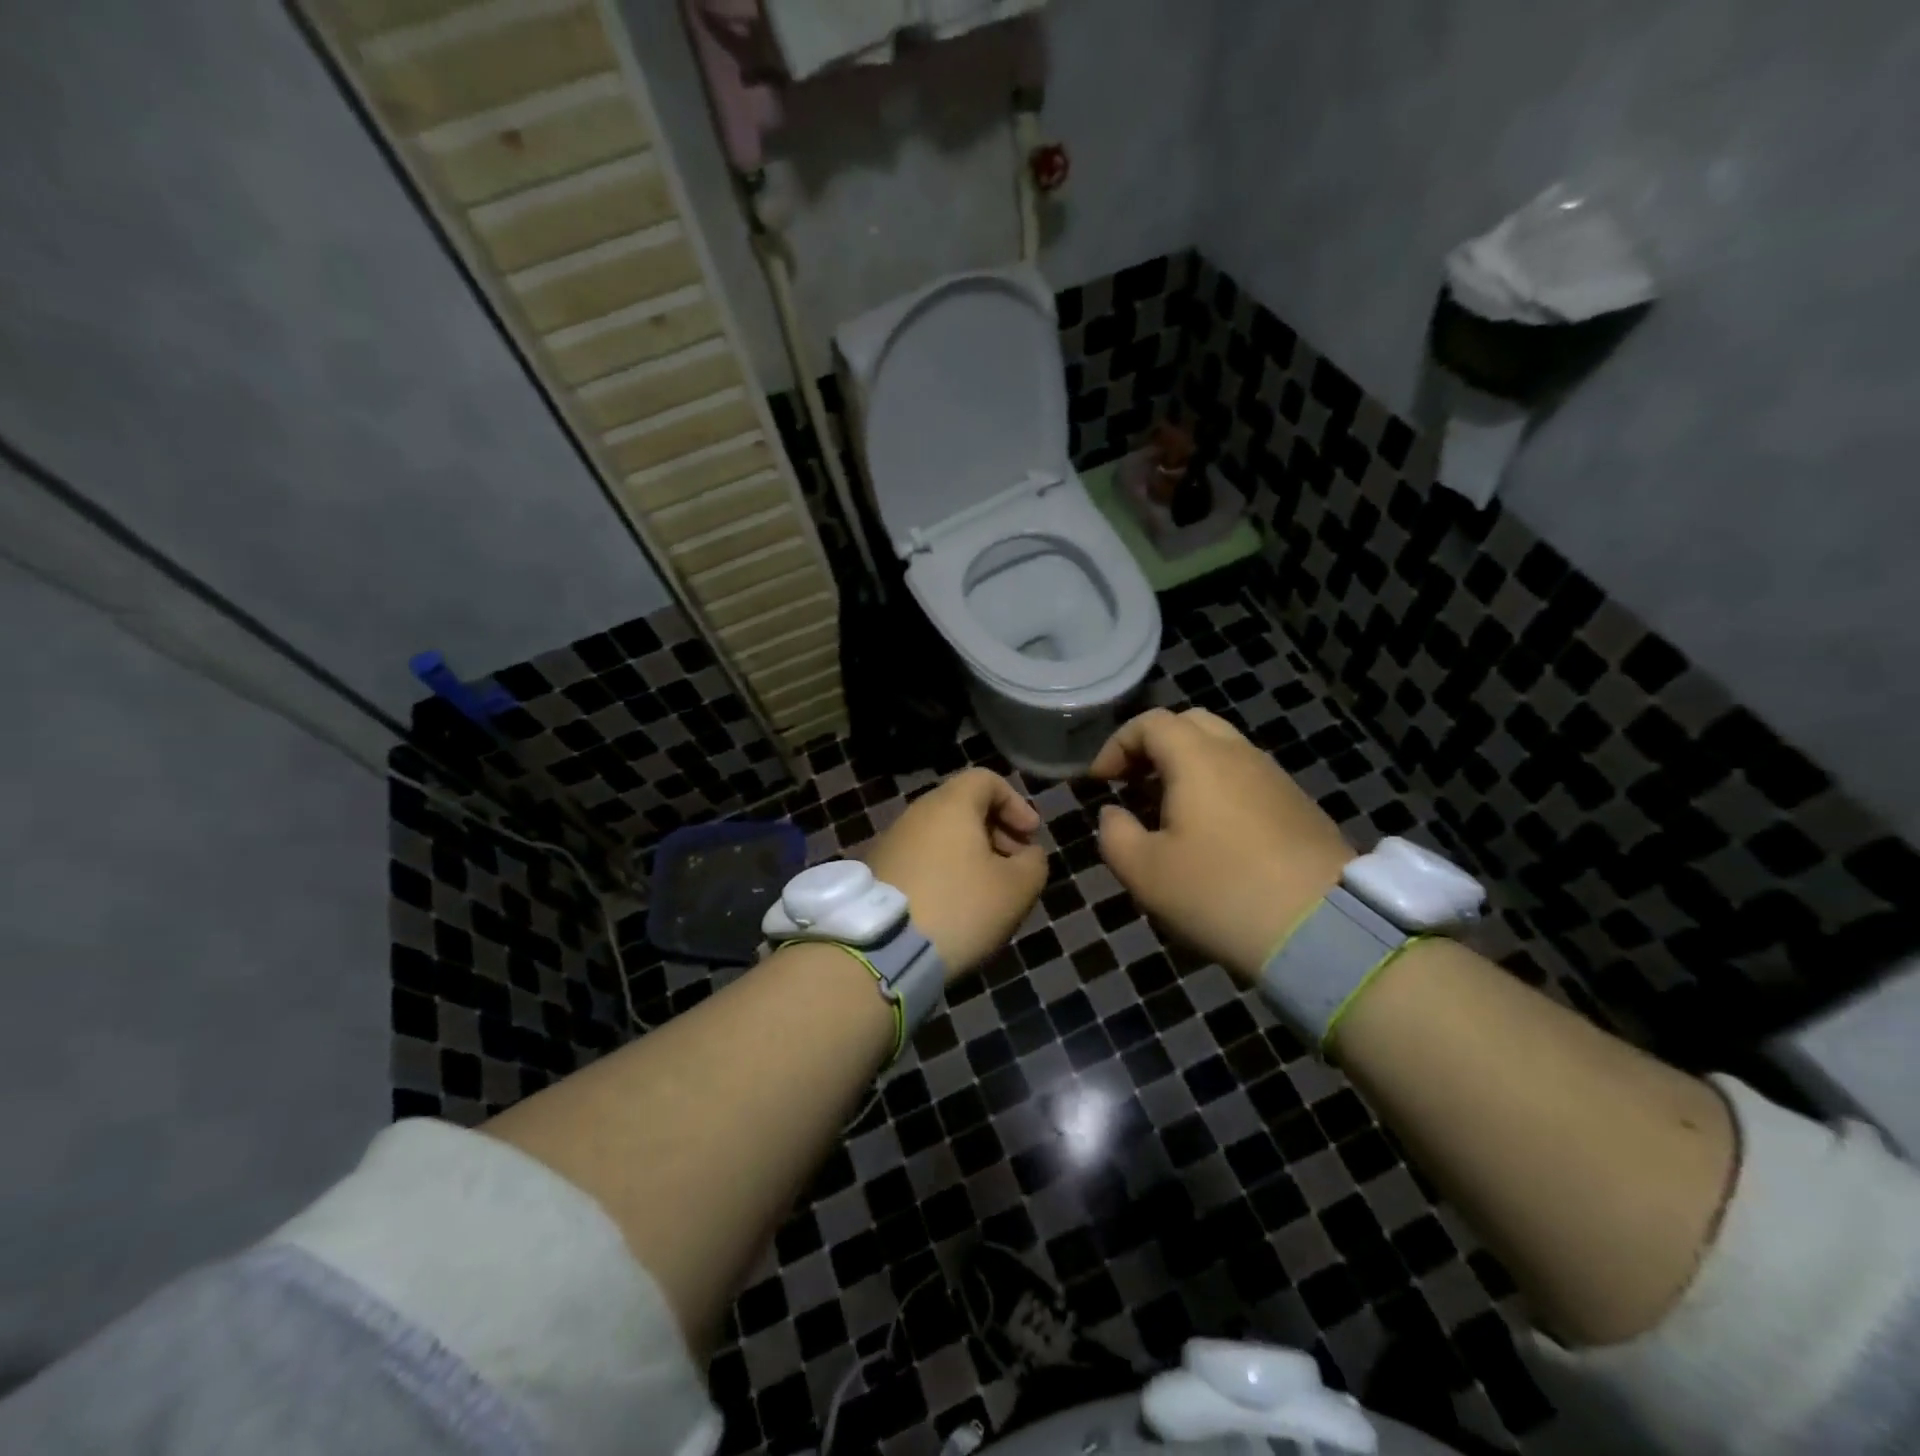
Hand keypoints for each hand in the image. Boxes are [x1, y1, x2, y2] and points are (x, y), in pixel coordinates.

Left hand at [861, 767, 1046, 980]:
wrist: (883, 949)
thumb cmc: (959, 907)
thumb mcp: (1016, 889)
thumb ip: (1034, 863)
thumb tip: (1027, 854)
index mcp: (950, 804)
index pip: (986, 779)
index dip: (1016, 803)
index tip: (1030, 837)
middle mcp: (916, 813)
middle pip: (964, 807)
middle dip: (997, 831)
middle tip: (1015, 866)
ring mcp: (892, 841)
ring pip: (942, 835)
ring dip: (971, 855)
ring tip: (988, 892)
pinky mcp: (878, 871)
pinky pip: (922, 858)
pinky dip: (945, 871)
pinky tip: (955, 907)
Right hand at [1089, 708, 1354, 983]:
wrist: (1323, 928)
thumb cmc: (1219, 892)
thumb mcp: (1145, 872)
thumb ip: (1115, 834)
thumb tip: (1114, 814)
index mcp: (1198, 758)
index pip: (1150, 723)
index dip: (1117, 745)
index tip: (1100, 783)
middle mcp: (1239, 754)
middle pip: (1191, 724)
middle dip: (1154, 747)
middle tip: (1134, 784)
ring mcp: (1275, 778)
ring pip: (1223, 750)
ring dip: (1187, 768)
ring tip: (1169, 812)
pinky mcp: (1299, 806)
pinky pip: (1247, 778)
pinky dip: (1218, 787)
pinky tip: (1212, 834)